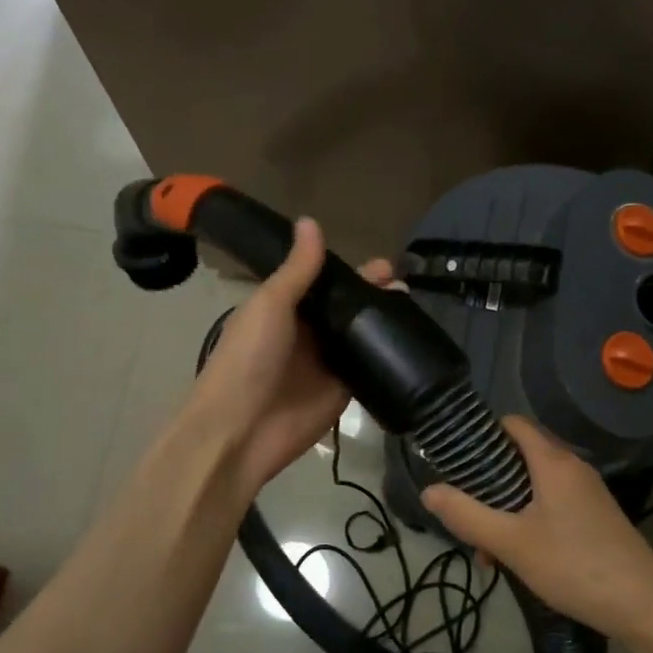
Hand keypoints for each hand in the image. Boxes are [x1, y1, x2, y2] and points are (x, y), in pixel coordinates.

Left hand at [177, 217, 390, 496]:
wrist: (240, 430)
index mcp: (285, 309)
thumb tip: (311, 221)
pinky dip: (387, 356)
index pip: (324, 282)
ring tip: (412, 306)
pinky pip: (369, 368)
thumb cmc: (248, 359)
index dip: (351, 271)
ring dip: (384, 321)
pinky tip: (412, 341)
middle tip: (403, 284)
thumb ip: (297, 269)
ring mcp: (327, 363)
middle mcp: (309, 333)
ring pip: (361, 335)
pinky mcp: (343, 390)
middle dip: (374, 294)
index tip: (383, 264)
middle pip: (347, 307)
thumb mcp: (270, 305)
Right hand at [422, 417, 652, 642]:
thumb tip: (429, 490)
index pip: (513, 424)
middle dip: (488, 483)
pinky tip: (518, 558)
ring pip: (534, 486)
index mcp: (553, 461)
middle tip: (466, 515)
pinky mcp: (595, 516)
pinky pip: (552, 504)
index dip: (482, 434)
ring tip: (488, 551)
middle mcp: (572, 467)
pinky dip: (529, 520)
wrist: (643, 603)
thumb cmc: (573, 565)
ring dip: (506, 509)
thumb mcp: (511, 543)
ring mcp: (587, 492)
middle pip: (520, 457)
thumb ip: (467, 516)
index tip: (455, 459)